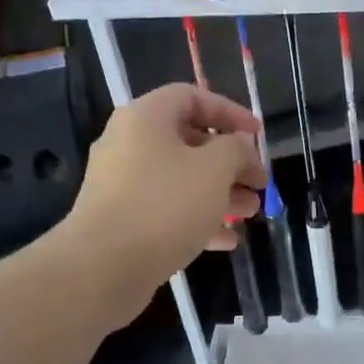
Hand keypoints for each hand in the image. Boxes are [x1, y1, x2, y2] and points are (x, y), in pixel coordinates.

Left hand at [61, 84, 265, 328]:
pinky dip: (197, 219)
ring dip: (220, 193)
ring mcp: (122, 184)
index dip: (230, 112)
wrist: (104, 266)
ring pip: (180, 180)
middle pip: (189, 142)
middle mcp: (129, 144)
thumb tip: (239, 145)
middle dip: (230, 163)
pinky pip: (166, 210)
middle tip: (259, 183)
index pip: (192, 97)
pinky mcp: (122, 220)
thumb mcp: (214, 169)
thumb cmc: (165, 205)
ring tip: (250, 213)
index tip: (258, 135)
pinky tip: (226, 240)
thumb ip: (235, 149)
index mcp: (146, 118)